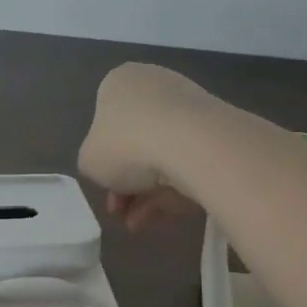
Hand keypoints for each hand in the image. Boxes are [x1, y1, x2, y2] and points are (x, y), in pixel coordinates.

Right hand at [78, 63, 209, 230]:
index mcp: (119, 82)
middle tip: (120, 211)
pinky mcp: (217, 131)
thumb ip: (93, 163)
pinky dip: (174, 190)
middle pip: (135, 140)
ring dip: (147, 194)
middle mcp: (155, 85)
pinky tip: (161, 218)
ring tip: (138, 225)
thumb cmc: (127, 144)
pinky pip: (188, 162)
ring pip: (162, 155)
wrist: (194, 145)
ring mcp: (189, 106)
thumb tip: (109, 167)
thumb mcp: (89, 161)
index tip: (104, 188)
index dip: (102, 159)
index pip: (105, 120)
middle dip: (126, 182)